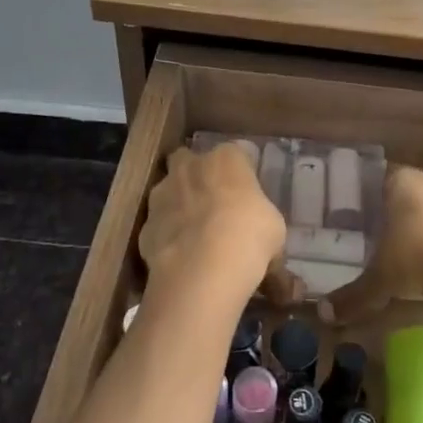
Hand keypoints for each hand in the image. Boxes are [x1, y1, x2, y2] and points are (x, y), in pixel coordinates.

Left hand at [139, 144, 290, 311]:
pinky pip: (159, 225)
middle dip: (198, 175)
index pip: (237, 152)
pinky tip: (180, 257)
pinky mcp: (145, 226)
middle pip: (189, 159)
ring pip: (168, 190)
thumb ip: (266, 233)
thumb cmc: (250, 238)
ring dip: (178, 204)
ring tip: (195, 234)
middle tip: (214, 202)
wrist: (202, 270)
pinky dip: (166, 236)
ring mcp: (162, 195)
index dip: (242, 171)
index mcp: (227, 159)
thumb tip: (277, 267)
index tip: (248, 190)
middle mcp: (190, 167)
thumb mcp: (275, 234)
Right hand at [326, 167, 422, 324]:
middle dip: (393, 216)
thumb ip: (352, 296)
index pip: (376, 180)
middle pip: (406, 194)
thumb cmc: (418, 258)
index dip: (365, 199)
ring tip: (407, 256)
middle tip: (376, 239)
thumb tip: (324, 315)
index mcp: (401, 181)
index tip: (354, 218)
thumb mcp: (380, 281)